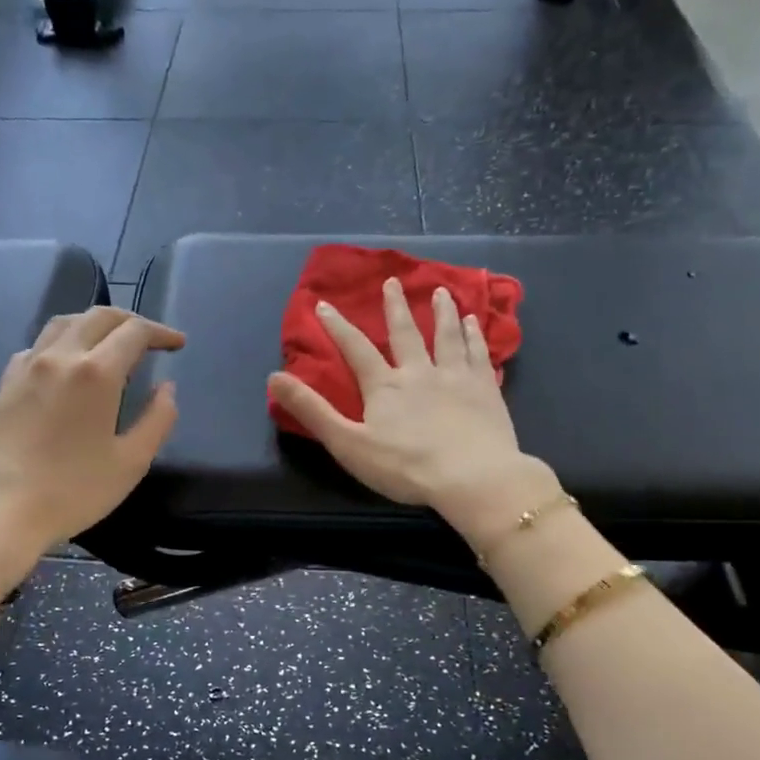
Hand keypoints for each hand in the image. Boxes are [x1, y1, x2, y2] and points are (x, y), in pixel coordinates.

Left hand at [0, 306, 183, 590]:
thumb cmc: (72, 491)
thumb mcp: (131, 462)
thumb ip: (157, 420)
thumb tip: (166, 390)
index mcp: (96, 372)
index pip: (134, 332)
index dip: (161, 333)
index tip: (177, 344)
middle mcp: (59, 357)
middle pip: (98, 317)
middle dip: (130, 321)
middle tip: (151, 340)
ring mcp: (27, 367)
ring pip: (64, 323)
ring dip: (94, 325)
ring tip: (111, 344)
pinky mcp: (6, 383)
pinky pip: (38, 345)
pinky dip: (63, 342)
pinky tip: (68, 366)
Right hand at [267, 278, 546, 532]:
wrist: (472, 477)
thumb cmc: (405, 467)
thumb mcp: (348, 443)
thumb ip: (312, 411)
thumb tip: (274, 377)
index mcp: (385, 386)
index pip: (356, 349)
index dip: (338, 327)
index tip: (324, 304)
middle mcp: (419, 372)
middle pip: (406, 333)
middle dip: (396, 307)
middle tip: (393, 282)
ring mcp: (456, 378)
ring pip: (446, 336)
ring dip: (442, 313)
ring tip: (441, 293)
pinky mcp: (485, 389)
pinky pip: (478, 354)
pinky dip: (474, 335)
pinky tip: (474, 323)